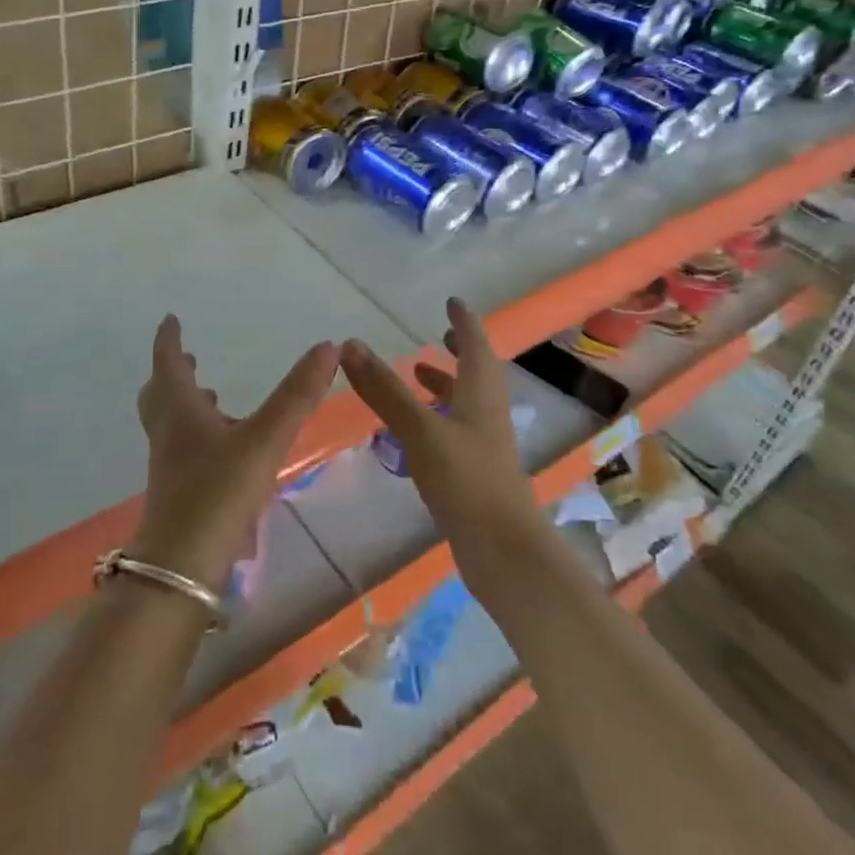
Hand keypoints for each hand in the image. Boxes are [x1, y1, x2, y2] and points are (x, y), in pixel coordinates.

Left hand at [130, 316, 338, 591]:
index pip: (167, 363)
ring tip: (210, 397)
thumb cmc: (218, 492)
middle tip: (186, 358)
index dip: (168, 340)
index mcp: (180, 411)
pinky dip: (196, 434)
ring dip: (185, 403)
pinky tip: (223, 448)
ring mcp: (169, 465)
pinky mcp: (178, 492)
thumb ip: (297, 394)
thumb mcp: (265, 438)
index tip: (170, 320)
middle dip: (173, 372)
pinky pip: (182, 449)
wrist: (182, 567)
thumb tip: (329, 346)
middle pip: (160, 394)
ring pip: (170, 423)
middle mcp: (169, 433)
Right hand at [339, 298, 543, 552]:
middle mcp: (488, 414)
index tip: (453, 302)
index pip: (476, 345)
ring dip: (446, 384)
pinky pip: (458, 430)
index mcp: (481, 394)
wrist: (504, 551)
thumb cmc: (466, 480)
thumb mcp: (420, 429)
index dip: (464, 322)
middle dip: (460, 351)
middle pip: (477, 372)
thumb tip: (350, 345)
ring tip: (418, 375)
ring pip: (467, 402)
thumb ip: (385, 389)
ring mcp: (485, 446)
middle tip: (441, 336)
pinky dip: (439, 416)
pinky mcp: (477, 473)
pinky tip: (417, 431)